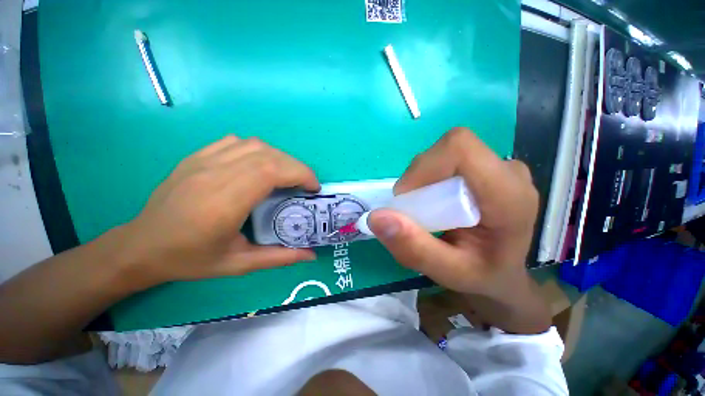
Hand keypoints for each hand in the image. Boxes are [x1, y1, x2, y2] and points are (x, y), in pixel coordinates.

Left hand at [121, 135, 318, 287]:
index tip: (314, 188)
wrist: (141, 246)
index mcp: (224, 203)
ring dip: (280, 158)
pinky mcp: (197, 157)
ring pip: (255, 145)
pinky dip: (258, 150)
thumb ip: (279, 258)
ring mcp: (203, 161)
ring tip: (287, 176)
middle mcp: (214, 175)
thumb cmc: (190, 259)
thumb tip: (311, 254)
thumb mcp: (238, 265)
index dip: (300, 174)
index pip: (271, 171)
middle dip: (296, 167)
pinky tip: (260, 165)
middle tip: (306, 184)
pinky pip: (236, 142)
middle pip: (268, 155)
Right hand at [368, 128, 538, 300]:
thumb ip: (414, 249)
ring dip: (422, 179)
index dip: (423, 168)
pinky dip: (429, 178)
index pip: (459, 149)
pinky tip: (434, 202)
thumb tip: (376, 217)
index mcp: (509, 196)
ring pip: (444, 154)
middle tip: (414, 211)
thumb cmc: (484, 276)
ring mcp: (499, 166)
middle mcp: (508, 172)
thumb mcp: (449, 273)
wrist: (505, 272)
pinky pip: (447, 160)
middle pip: (448, 150)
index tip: (406, 199)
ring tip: (425, 210)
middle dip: (419, 177)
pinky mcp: (486, 167)